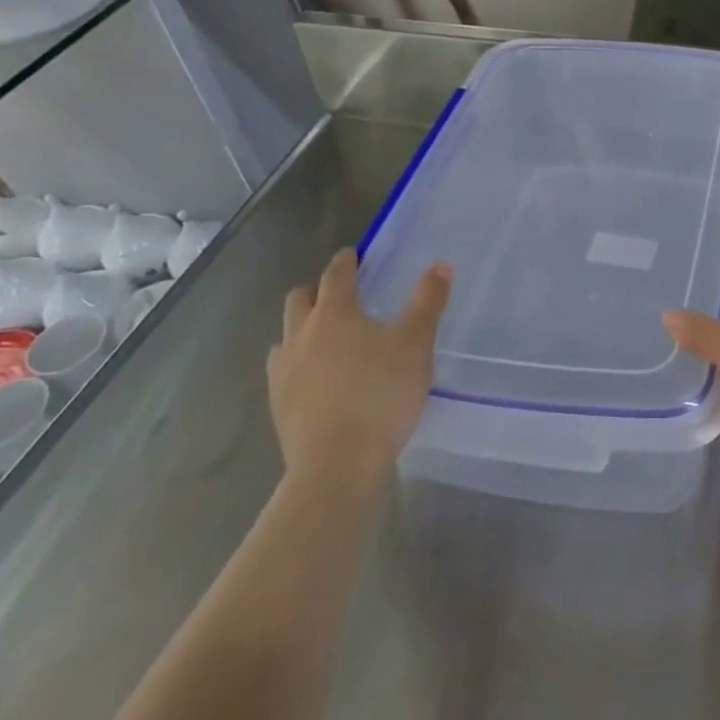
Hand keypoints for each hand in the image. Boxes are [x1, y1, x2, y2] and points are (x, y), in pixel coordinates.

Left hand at [267, 248, 451, 492]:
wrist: (338, 462)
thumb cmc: (381, 392)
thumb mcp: (416, 343)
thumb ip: (428, 301)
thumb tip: (441, 263)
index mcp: (334, 312)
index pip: (336, 274)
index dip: (346, 262)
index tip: (353, 256)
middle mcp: (301, 334)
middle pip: (300, 299)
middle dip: (318, 290)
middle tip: (340, 295)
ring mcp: (284, 370)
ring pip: (286, 335)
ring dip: (303, 328)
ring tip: (326, 339)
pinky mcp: (278, 404)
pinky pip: (283, 370)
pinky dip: (298, 364)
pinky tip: (316, 379)